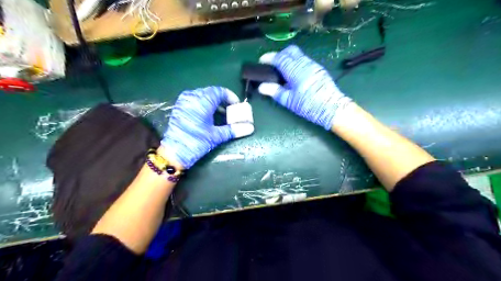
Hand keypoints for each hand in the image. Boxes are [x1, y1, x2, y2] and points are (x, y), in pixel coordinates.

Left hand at [161, 87, 252, 167]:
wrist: (174, 153)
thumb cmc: (196, 142)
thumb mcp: (216, 136)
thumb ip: (234, 129)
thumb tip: (250, 128)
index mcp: (202, 101)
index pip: (219, 91)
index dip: (230, 96)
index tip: (237, 105)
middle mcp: (192, 97)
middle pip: (211, 92)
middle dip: (223, 100)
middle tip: (231, 110)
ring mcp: (184, 101)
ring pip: (203, 95)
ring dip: (214, 102)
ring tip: (222, 113)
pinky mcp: (180, 107)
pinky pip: (195, 100)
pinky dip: (204, 104)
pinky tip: (209, 115)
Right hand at [258, 45, 350, 129]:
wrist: (332, 108)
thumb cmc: (309, 106)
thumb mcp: (289, 101)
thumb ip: (275, 92)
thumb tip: (261, 87)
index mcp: (295, 70)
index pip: (280, 58)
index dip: (269, 57)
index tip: (262, 61)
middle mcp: (305, 63)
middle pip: (290, 51)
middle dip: (280, 54)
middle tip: (273, 64)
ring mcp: (313, 65)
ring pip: (299, 54)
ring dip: (289, 58)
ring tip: (283, 70)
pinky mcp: (319, 69)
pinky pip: (305, 60)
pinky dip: (297, 62)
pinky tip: (295, 74)